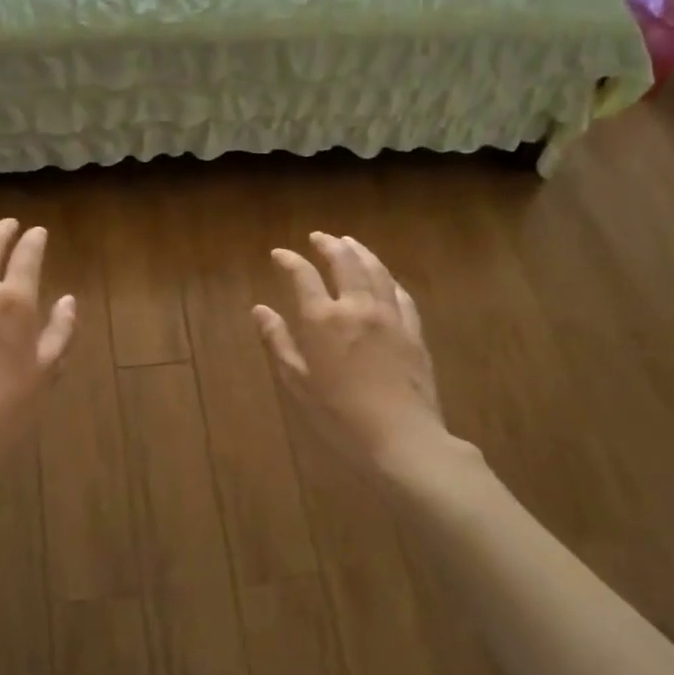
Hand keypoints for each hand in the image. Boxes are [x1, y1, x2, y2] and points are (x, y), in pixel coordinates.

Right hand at [254, 232, 446, 467]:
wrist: (401, 437)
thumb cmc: (339, 416)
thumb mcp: (297, 382)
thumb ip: (278, 342)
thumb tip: (259, 310)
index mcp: (323, 319)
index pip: (302, 275)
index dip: (289, 260)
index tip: (279, 254)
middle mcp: (357, 306)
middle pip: (344, 261)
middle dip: (328, 244)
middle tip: (318, 237)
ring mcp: (390, 316)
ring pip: (376, 270)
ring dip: (360, 252)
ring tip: (350, 243)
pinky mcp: (414, 331)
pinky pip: (401, 293)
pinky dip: (388, 279)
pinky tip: (385, 278)